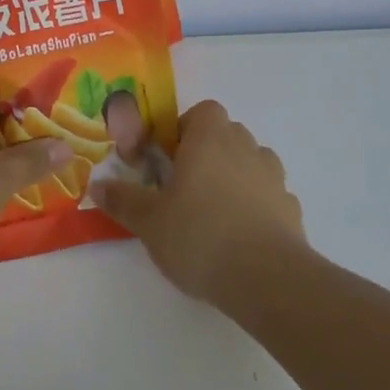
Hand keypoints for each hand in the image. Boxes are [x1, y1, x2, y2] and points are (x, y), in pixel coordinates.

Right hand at [92, 100, 305, 303]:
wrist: (266, 278)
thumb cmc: (200, 235)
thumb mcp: (149, 221)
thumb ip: (123, 200)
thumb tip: (97, 185)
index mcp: (210, 138)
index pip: (203, 111)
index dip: (185, 129)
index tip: (169, 159)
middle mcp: (245, 147)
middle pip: (227, 134)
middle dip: (207, 153)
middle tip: (185, 187)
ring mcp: (273, 177)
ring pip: (251, 163)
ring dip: (234, 176)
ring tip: (214, 213)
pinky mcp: (291, 208)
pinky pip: (268, 195)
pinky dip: (256, 206)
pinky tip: (241, 237)